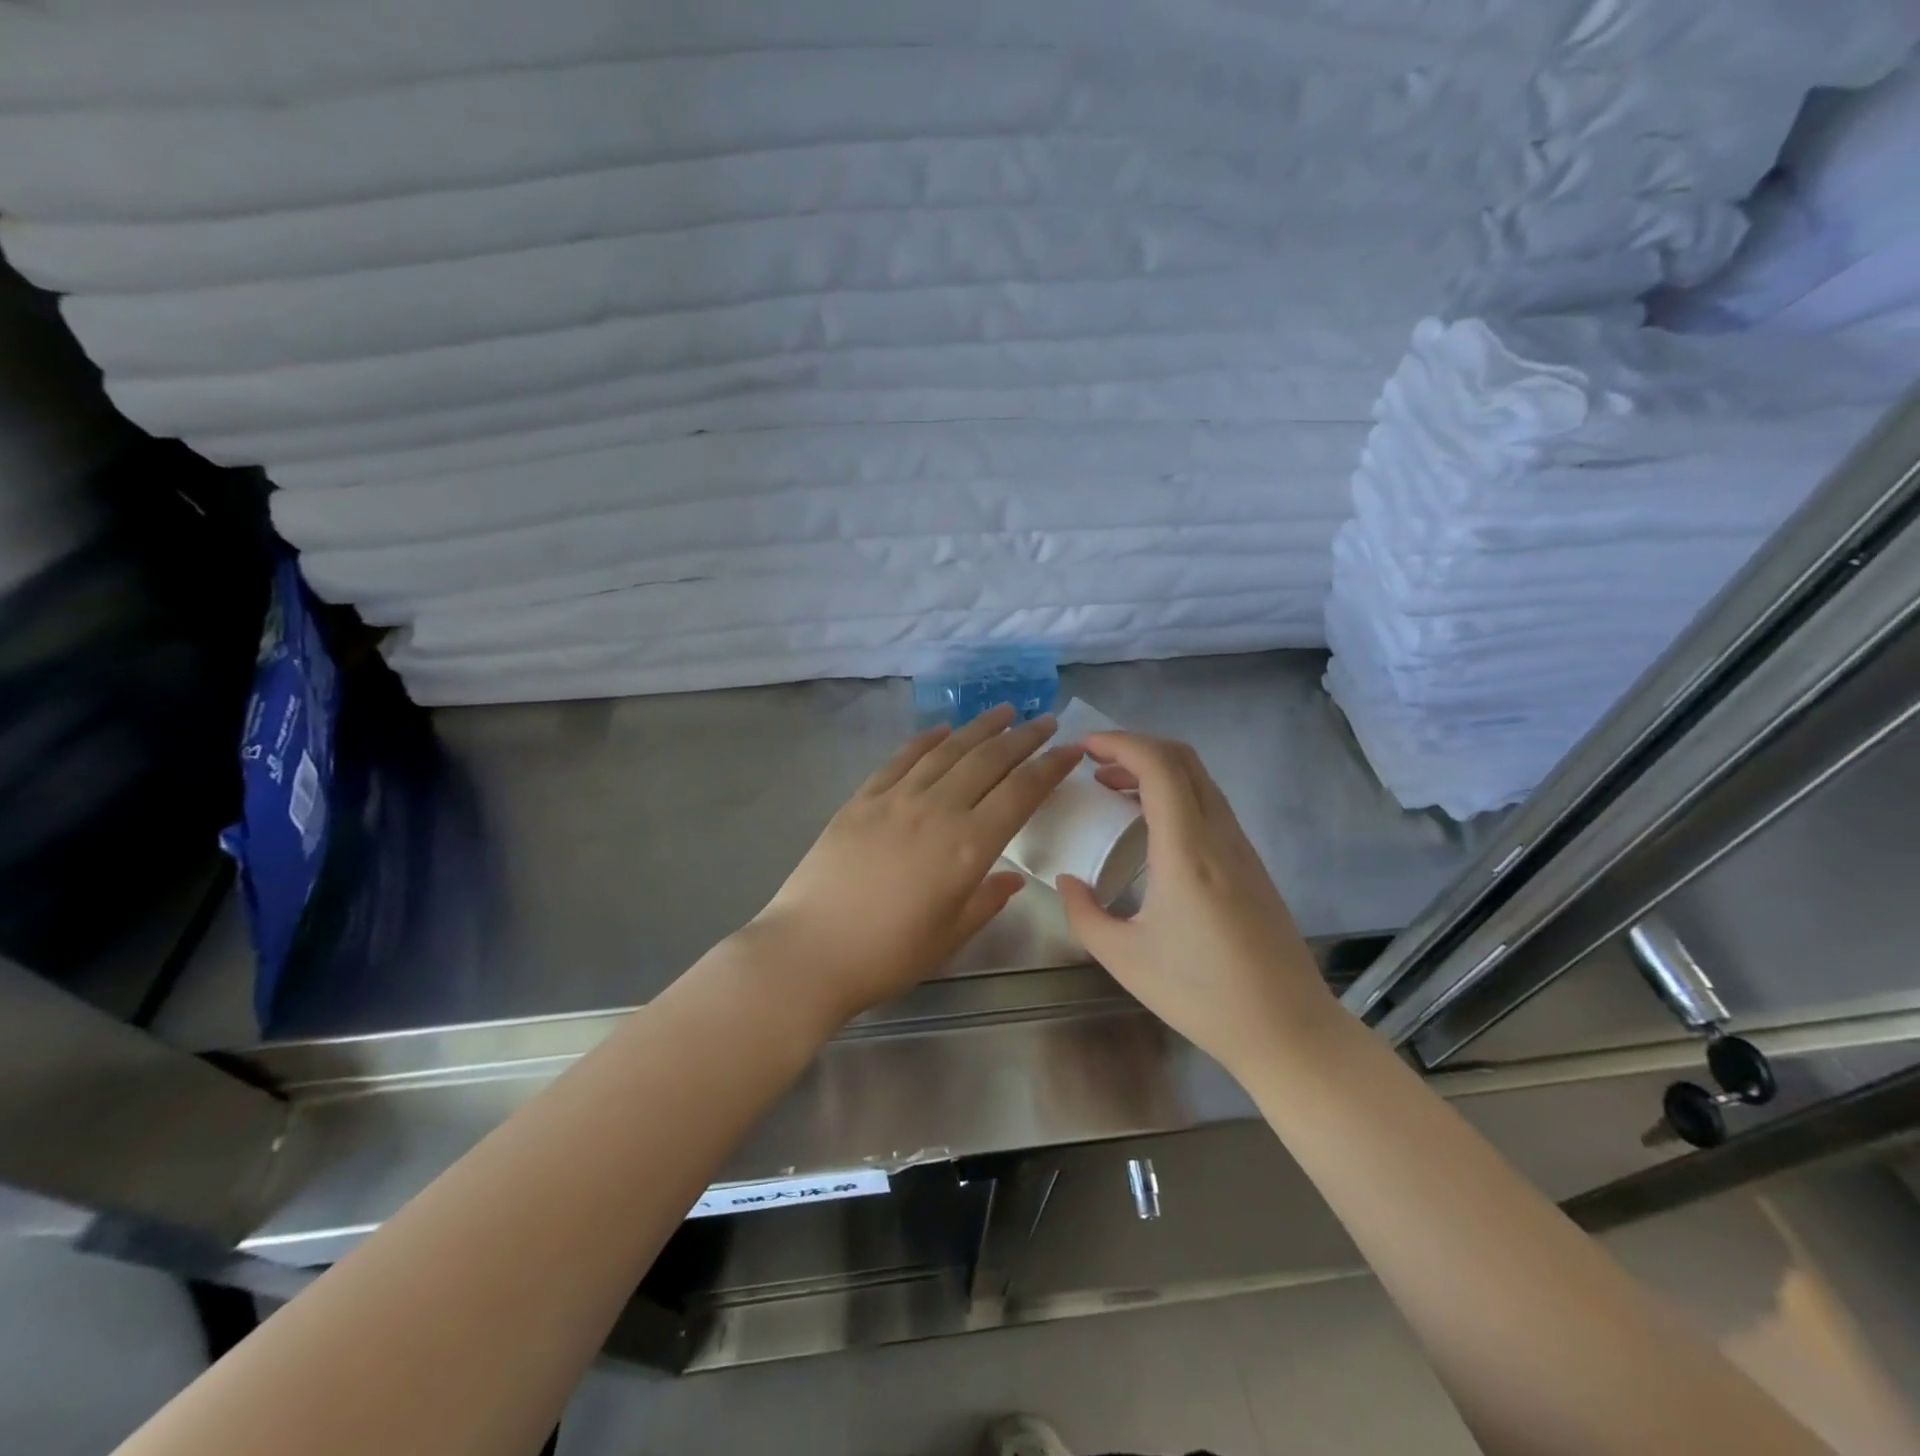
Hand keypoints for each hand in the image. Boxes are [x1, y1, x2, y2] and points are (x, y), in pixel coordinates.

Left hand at [748, 705, 1082, 1022]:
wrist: (808, 951)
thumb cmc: (886, 956)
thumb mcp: (949, 937)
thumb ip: (986, 901)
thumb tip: (1011, 879)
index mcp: (968, 847)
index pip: (1021, 793)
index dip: (1050, 768)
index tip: (1071, 749)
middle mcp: (937, 810)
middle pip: (988, 761)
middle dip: (1022, 738)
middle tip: (1044, 721)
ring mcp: (895, 799)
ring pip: (947, 751)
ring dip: (979, 728)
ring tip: (1003, 712)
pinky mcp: (861, 799)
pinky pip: (901, 759)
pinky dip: (926, 740)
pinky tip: (942, 730)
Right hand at [1056, 732, 1335, 1075]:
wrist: (1287, 1029)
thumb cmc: (1201, 994)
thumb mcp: (1124, 958)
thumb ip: (1085, 913)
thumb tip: (1067, 881)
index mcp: (1186, 849)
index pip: (1158, 765)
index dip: (1118, 742)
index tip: (1082, 747)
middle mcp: (1218, 835)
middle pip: (1182, 759)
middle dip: (1134, 747)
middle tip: (1093, 763)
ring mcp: (1241, 847)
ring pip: (1199, 780)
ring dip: (1155, 770)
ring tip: (1113, 789)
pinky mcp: (1251, 864)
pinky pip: (1209, 805)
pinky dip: (1174, 794)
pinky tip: (1149, 826)